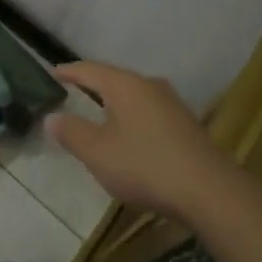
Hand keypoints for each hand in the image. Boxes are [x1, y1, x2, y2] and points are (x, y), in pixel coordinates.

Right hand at [47, 61, 243, 221]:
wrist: (209, 191)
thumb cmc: (145, 165)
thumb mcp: (97, 152)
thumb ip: (72, 132)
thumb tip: (52, 117)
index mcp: (125, 85)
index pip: (89, 70)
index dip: (68, 71)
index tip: (52, 72)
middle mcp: (149, 86)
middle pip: (114, 79)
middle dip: (91, 85)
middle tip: (71, 90)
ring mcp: (172, 104)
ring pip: (133, 96)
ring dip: (113, 102)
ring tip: (95, 112)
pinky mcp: (185, 125)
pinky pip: (148, 112)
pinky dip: (130, 117)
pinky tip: (127, 133)